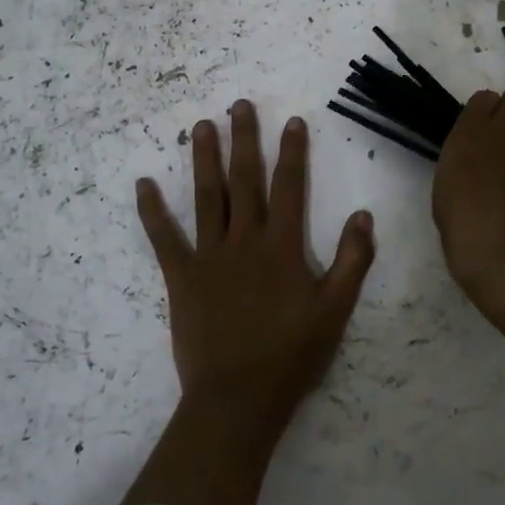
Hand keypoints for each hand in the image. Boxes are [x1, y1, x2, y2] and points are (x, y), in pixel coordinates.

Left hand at [136, 101, 376, 446]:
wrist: (238, 398)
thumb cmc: (291, 355)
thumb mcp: (336, 310)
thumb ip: (352, 261)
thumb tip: (362, 215)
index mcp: (283, 246)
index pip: (290, 187)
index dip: (293, 152)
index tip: (292, 121)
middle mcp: (245, 240)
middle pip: (245, 180)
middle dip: (244, 140)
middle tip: (239, 105)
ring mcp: (209, 256)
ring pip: (207, 197)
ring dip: (204, 159)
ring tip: (202, 126)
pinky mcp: (182, 277)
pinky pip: (164, 238)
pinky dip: (152, 211)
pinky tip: (143, 184)